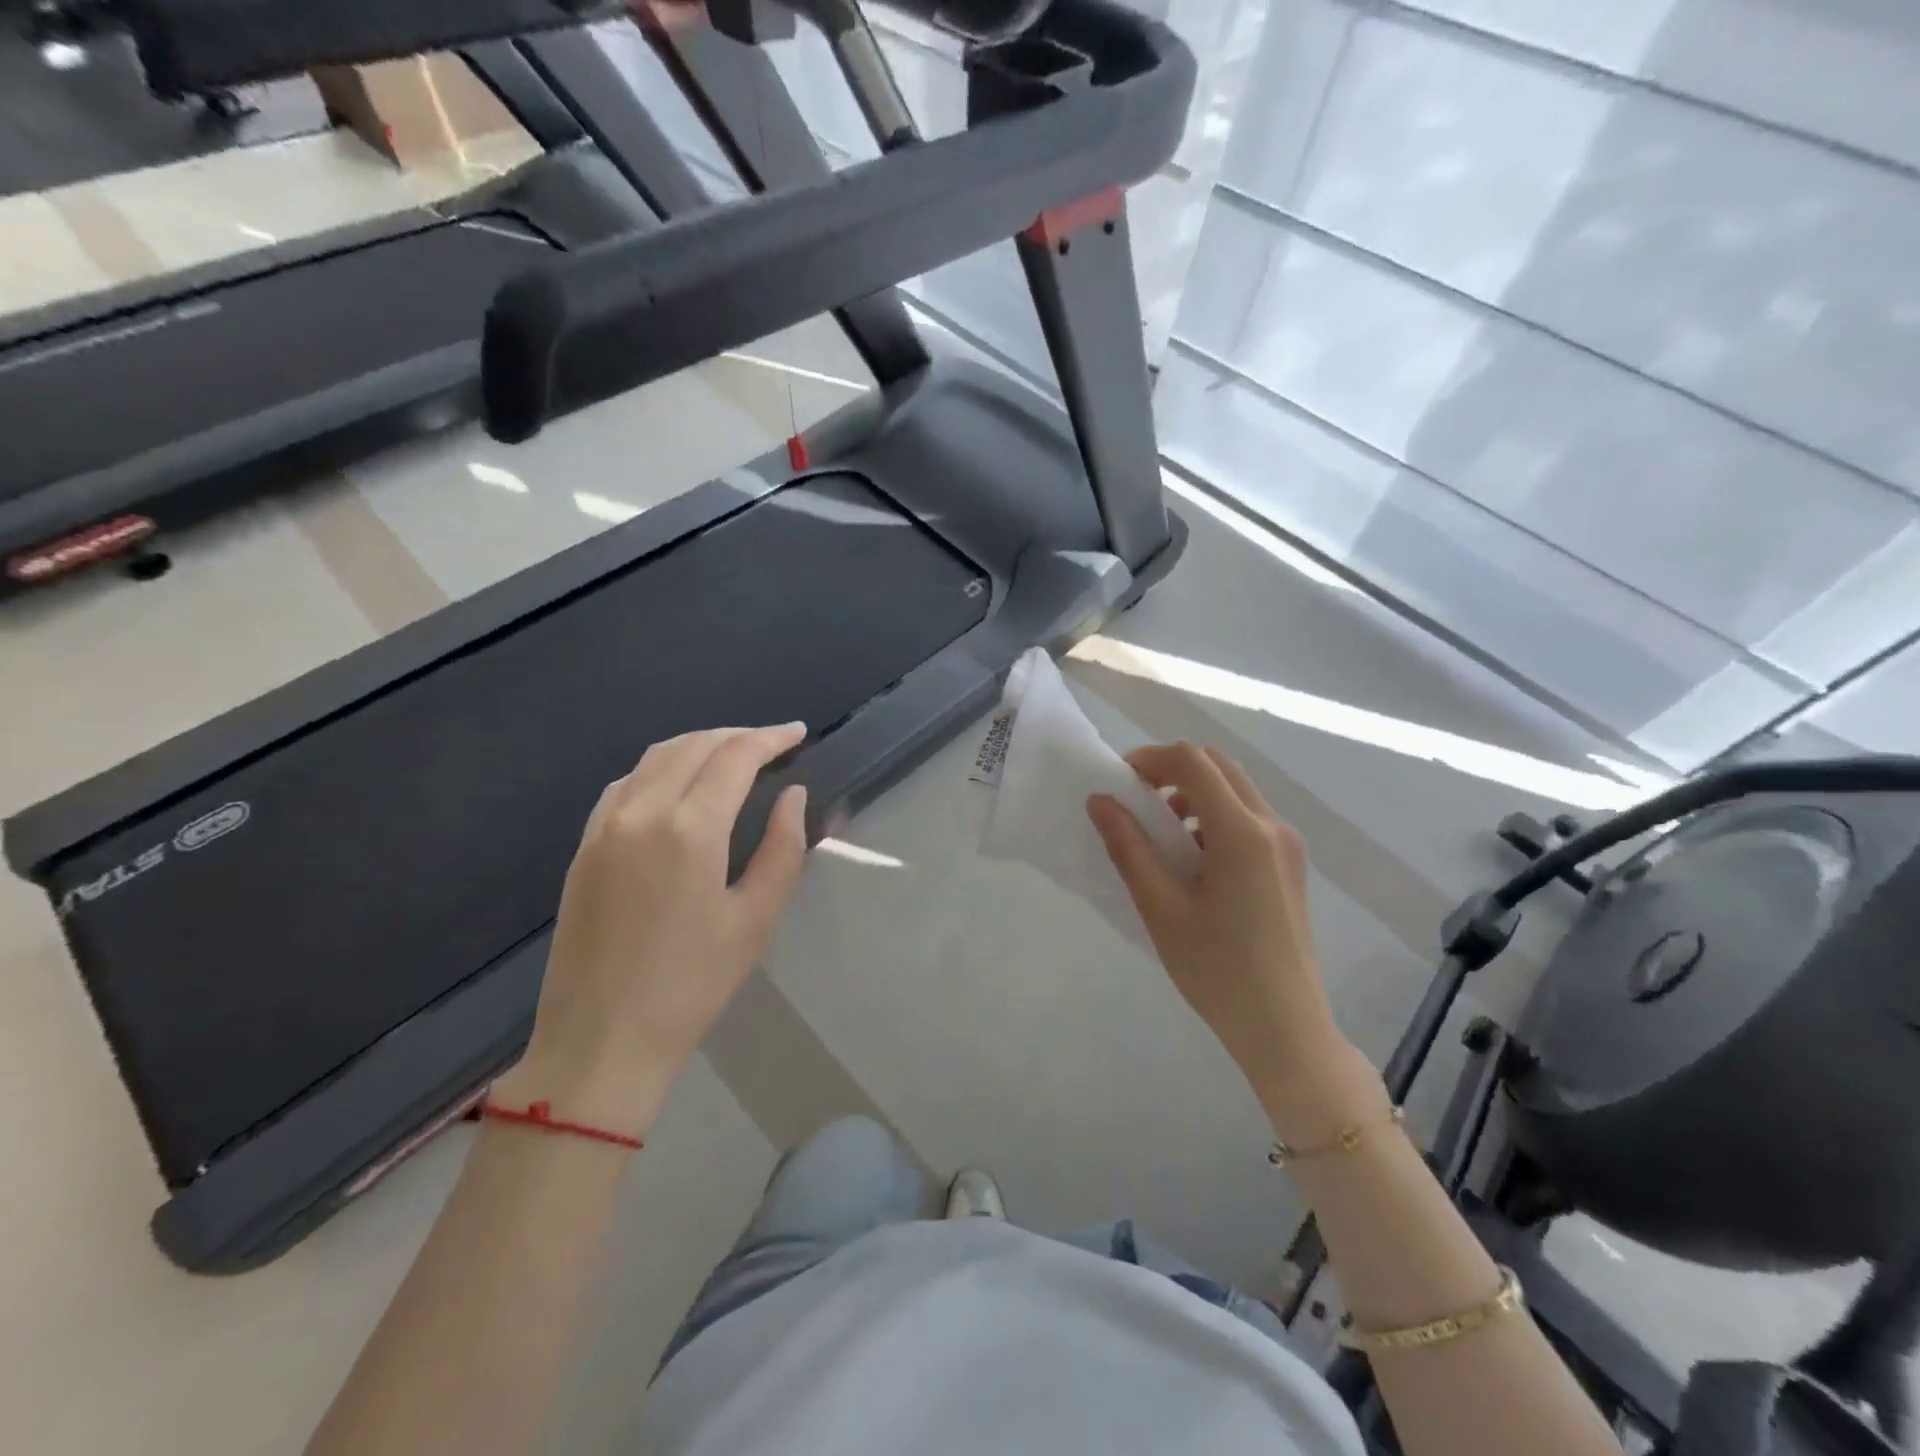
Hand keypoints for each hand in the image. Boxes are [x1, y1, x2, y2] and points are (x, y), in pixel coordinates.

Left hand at [494, 724, 809, 1139]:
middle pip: (694, 745)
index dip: (770, 738)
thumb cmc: (692, 985)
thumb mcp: (756, 919)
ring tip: (733, 755)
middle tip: (773, 743)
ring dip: (699, 744)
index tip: (798, 733)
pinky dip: (662, 766)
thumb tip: (792, 795)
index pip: (735, 756)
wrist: (599, 1041)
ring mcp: (604, 826)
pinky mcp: (584, 846)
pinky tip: (680, 783)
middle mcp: (642, 811)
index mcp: (690, 828)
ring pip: (656, 757)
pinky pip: (627, 782)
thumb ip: (782, 847)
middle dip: (738, 735)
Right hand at [1088, 743, 1366, 1125]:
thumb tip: (1100, 801)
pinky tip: (1194, 861)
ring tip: (1162, 835)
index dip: (1150, 759)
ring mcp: (1288, 844)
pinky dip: (1214, 817)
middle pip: (1218, 765)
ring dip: (1194, 793)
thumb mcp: (1160, 908)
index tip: (1118, 782)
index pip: (1193, 762)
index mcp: (1241, 832)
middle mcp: (1272, 825)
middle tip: (1136, 800)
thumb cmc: (1215, 970)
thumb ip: (1128, 847)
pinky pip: (1249, 818)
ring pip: (1236, 789)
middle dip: (1171, 770)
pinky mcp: (1291, 864)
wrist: (1284, 1027)